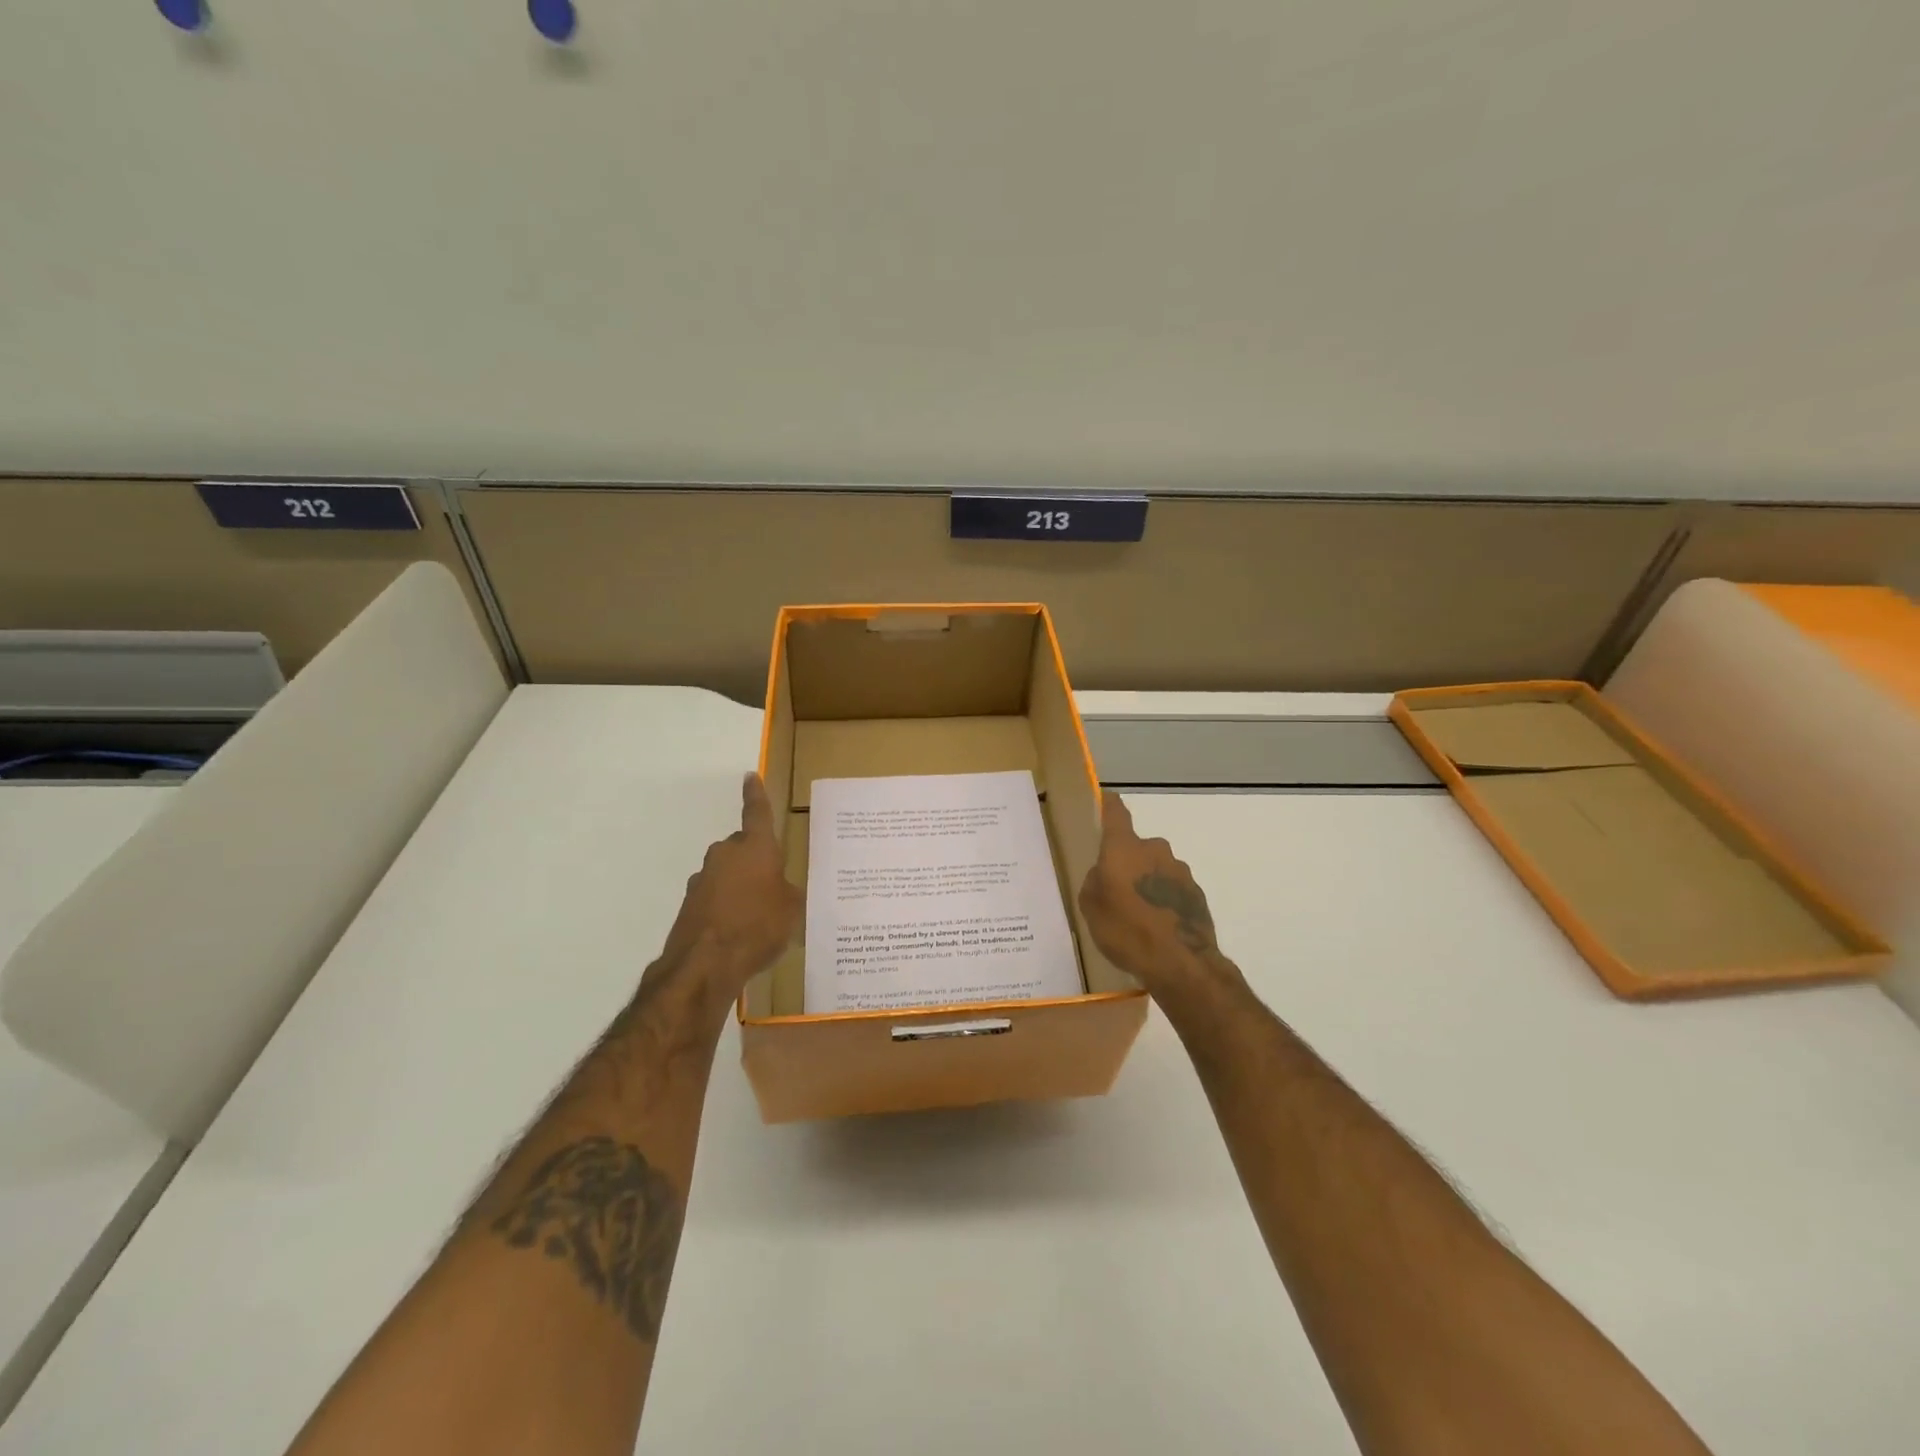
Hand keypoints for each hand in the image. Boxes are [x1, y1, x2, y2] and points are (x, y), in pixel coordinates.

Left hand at [660, 774, 801, 998]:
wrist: (705, 964)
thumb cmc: (758, 926)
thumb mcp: (792, 909)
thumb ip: (788, 892)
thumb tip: (781, 890)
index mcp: (755, 848)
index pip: (757, 812)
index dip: (756, 795)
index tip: (750, 776)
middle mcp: (725, 855)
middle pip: (743, 849)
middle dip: (756, 862)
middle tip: (774, 886)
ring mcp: (703, 879)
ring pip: (728, 874)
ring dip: (740, 887)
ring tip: (757, 917)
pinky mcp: (690, 904)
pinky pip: (715, 898)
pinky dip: (726, 908)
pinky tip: (738, 933)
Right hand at [1078, 791, 1239, 1007]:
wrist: (1182, 964)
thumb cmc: (1127, 931)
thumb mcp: (1091, 908)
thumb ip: (1095, 882)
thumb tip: (1104, 874)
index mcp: (1124, 848)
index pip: (1115, 812)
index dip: (1108, 804)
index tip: (1103, 800)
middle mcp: (1155, 850)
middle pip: (1136, 847)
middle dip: (1127, 862)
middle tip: (1116, 890)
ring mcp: (1180, 871)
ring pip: (1156, 869)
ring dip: (1148, 883)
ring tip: (1139, 916)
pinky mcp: (1197, 894)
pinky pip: (1173, 890)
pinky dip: (1164, 901)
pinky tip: (1158, 927)